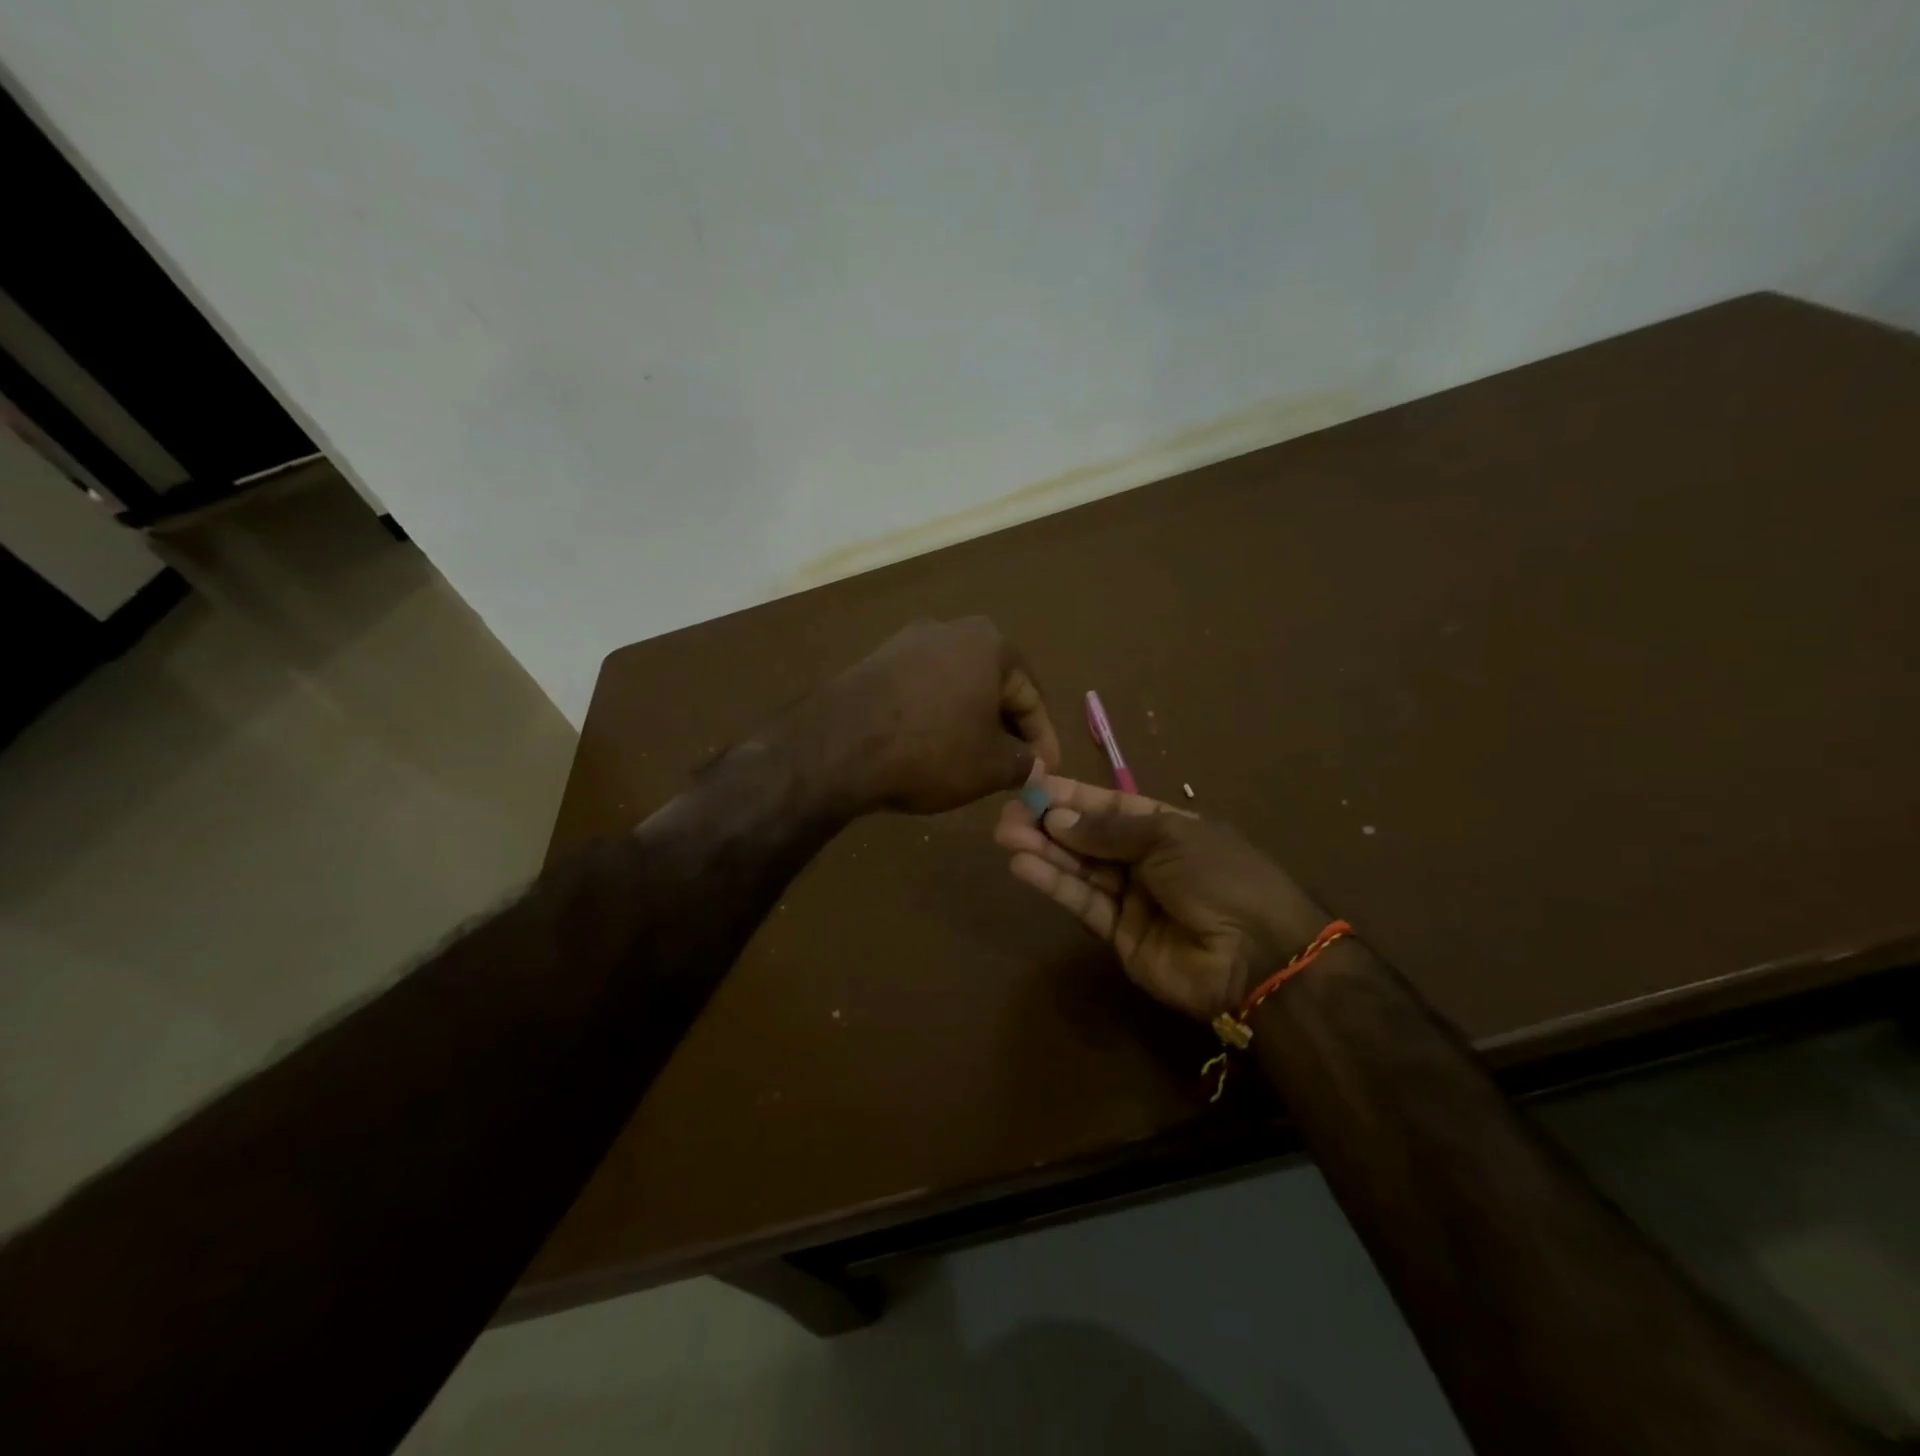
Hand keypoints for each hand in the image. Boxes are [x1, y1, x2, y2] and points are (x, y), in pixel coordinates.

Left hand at [791, 617, 1060, 815]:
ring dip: (968, 721)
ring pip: (955, 687)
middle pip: (991, 686)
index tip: (1046, 770)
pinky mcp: (874, 661)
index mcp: (990, 644)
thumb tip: (1033, 766)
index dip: (1042, 739)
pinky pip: (921, 691)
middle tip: (1013, 764)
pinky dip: (934, 716)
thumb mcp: (991, 767)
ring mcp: (906, 642)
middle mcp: (950, 629)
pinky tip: (930, 746)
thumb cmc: (931, 750)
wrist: (838, 745)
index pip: (1030, 696)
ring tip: (972, 759)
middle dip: (1005, 727)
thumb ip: (1024, 763)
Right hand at [994, 777, 1331, 1020]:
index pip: (1110, 806)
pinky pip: (1082, 903)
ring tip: (1005, 834)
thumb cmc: (1219, 876)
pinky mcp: (1118, 934)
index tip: (1034, 785)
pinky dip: (1053, 883)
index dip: (1073, 796)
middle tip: (1007, 814)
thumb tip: (1057, 818)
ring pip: (1080, 868)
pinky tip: (1023, 865)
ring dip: (1043, 850)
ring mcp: (1132, 898)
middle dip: (1049, 823)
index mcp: (1167, 827)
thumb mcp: (1168, 837)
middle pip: (1088, 838)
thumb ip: (1108, 831)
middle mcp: (1146, 860)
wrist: (1257, 955)